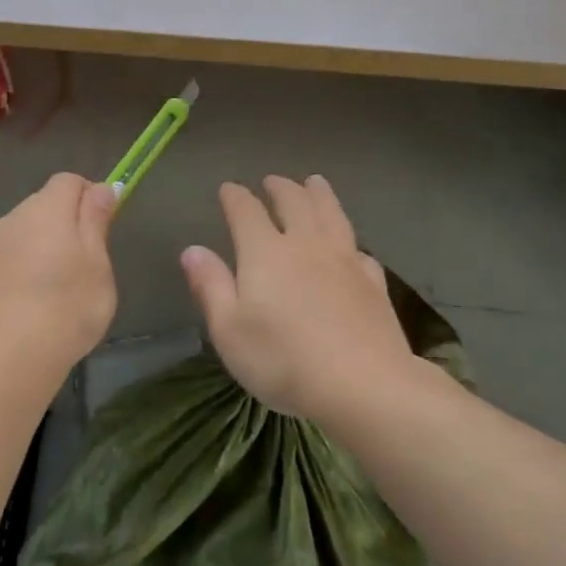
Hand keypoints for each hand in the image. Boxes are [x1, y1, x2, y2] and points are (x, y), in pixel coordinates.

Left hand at [0, 172, 117, 378]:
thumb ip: (96, 219)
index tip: (104, 229)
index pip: (70, 181)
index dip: (91, 196)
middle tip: (88, 262)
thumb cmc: (67, 307)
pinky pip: (13, 253)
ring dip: (47, 243)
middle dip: (69, 221)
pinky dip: (29, 264)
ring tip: (62, 285)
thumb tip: (101, 188)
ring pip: (29, 229)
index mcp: (47, 209)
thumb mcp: (97, 262)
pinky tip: (37, 298)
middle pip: (47, 202)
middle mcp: (15, 217)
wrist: (10, 358)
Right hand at [182, 175, 414, 421]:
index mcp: (266, 252)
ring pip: (331, 214)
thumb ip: (210, 286)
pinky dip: (350, 241)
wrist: (363, 384)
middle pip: (294, 202)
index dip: (235, 197)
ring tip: (315, 182)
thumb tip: (192, 250)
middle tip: (272, 180)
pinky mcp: (373, 283)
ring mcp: (345, 261)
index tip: (228, 189)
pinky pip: (360, 251)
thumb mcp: (229, 330)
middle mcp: (306, 245)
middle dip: (280, 187)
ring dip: (320, 194)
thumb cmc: (283, 360)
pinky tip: (352, 247)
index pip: (246, 211)